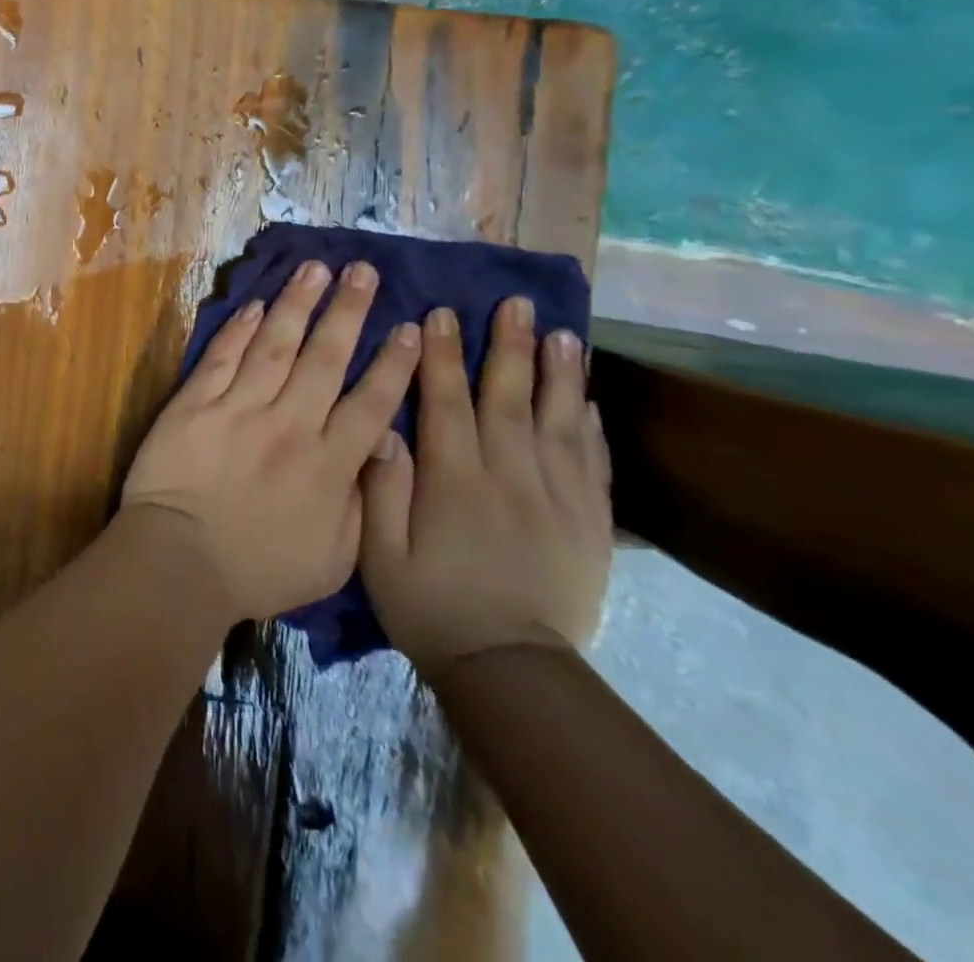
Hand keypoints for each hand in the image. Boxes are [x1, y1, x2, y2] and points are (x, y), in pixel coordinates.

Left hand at [120, 260, 421, 620]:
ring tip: (315, 268)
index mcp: (329, 464)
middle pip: (325, 357)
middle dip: (348, 311)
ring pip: (275, 344)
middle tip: (363, 271)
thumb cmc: (258, 569)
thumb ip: (362, 502)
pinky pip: (224, 357)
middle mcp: (291, 424)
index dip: (394, 363)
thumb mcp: (335, 559)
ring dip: (297, 303)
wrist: (180, 561)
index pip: (371, 402)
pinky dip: (240, 329)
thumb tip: (379, 451)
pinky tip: (256, 305)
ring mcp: (240, 408)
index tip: (410, 327)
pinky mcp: (196, 403)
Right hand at [359, 298, 612, 681]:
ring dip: (558, 374)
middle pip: (508, 399)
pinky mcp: (589, 524)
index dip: (440, 356)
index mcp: (454, 482)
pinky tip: (588, 398)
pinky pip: (594, 463)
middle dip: (507, 348)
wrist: (509, 669)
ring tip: (562, 333)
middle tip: (514, 304)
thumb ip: (381, 488)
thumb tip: (384, 428)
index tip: (439, 314)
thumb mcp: (379, 552)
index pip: (447, 403)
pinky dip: (591, 425)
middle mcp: (510, 478)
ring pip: (558, 422)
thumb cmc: (429, 605)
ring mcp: (557, 499)